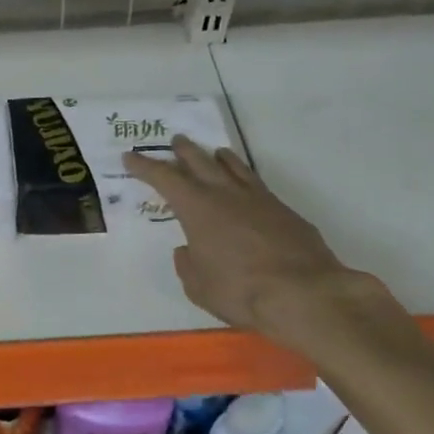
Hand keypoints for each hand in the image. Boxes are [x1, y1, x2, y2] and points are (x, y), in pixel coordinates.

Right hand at [124, 136, 387, 346]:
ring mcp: (258, 198)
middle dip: (183, 150)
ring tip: (213, 152)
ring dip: (217, 157)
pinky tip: (246, 185)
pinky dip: (244, 177)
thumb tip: (188, 250)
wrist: (304, 293)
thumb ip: (188, 264)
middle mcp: (225, 194)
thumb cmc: (240, 290)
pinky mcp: (283, 210)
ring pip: (233, 166)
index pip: (164, 178)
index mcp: (196, 208)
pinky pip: (256, 183)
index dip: (144, 166)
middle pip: (199, 161)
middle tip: (175, 141)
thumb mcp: (199, 286)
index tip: (130, 156)